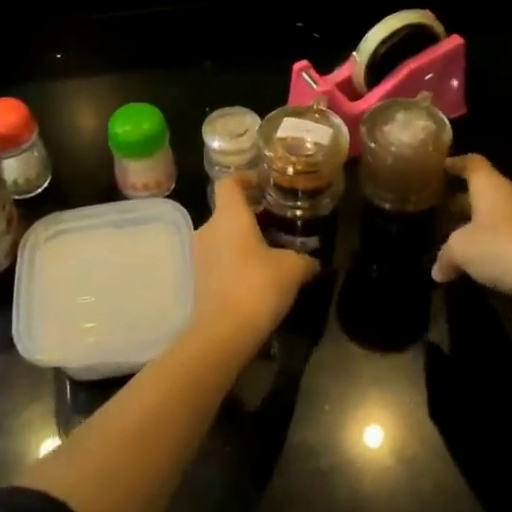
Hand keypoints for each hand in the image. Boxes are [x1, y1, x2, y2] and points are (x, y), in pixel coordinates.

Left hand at [192, 175, 317, 344]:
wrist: (223, 333)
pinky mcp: (198, 277)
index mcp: (229, 216)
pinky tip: (256, 274)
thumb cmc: (258, 286)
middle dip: (251, 214)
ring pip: (223, 235)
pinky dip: (235, 259)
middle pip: (227, 210)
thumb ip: (304, 259)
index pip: (229, 183)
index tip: (265, 185)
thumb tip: (313, 262)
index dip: (246, 179)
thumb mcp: (292, 269)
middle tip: (277, 221)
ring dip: (243, 239)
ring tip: (270, 250)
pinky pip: (219, 257)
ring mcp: (199, 254)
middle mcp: (208, 229)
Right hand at [433, 154, 511, 311]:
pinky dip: (496, 242)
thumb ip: (445, 256)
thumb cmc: (499, 247)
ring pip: (499, 213)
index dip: (455, 164)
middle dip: (464, 198)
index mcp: (491, 186)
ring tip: (460, 236)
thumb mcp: (460, 250)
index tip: (440, 168)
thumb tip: (438, 271)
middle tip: (443, 207)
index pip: (472, 163)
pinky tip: (483, 259)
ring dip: (481, 223)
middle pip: (486, 189)